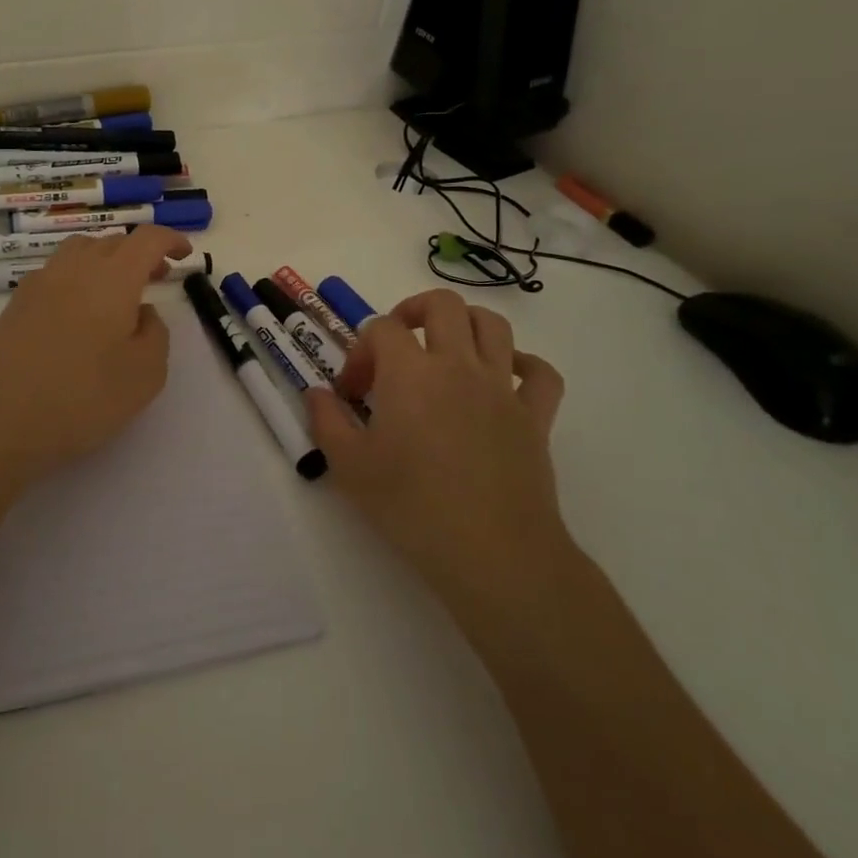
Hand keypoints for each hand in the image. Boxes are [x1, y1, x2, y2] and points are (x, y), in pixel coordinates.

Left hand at [0, 226, 190, 478]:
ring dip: (106, 260)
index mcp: (114, 277)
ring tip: (117, 291)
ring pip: (81, 251)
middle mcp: (76, 267)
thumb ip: (155, 333)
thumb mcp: (146, 374)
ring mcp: (41, 281)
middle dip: (140, 253)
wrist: (0, 419)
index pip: (147, 239)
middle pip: (113, 241)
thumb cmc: (83, 397)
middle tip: (156, 277)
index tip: (185, 254)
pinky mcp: (17, 302)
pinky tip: (79, 311)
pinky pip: (56, 272)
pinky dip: (78, 277)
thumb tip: (142, 312)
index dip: (170, 239)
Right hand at [306, 289, 569, 601]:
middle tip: (398, 344)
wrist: (492, 553)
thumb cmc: (412, 506)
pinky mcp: (535, 417)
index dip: (360, 351)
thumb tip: (317, 394)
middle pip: (443, 305)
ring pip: (493, 326)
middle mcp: (458, 365)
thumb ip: (326, 421)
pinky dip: (525, 364)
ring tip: (446, 348)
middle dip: (414, 310)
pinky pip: (541, 374)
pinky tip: (505, 378)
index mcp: (410, 371)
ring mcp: (502, 388)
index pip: (382, 328)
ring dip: (467, 324)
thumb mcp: (349, 467)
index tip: (352, 392)